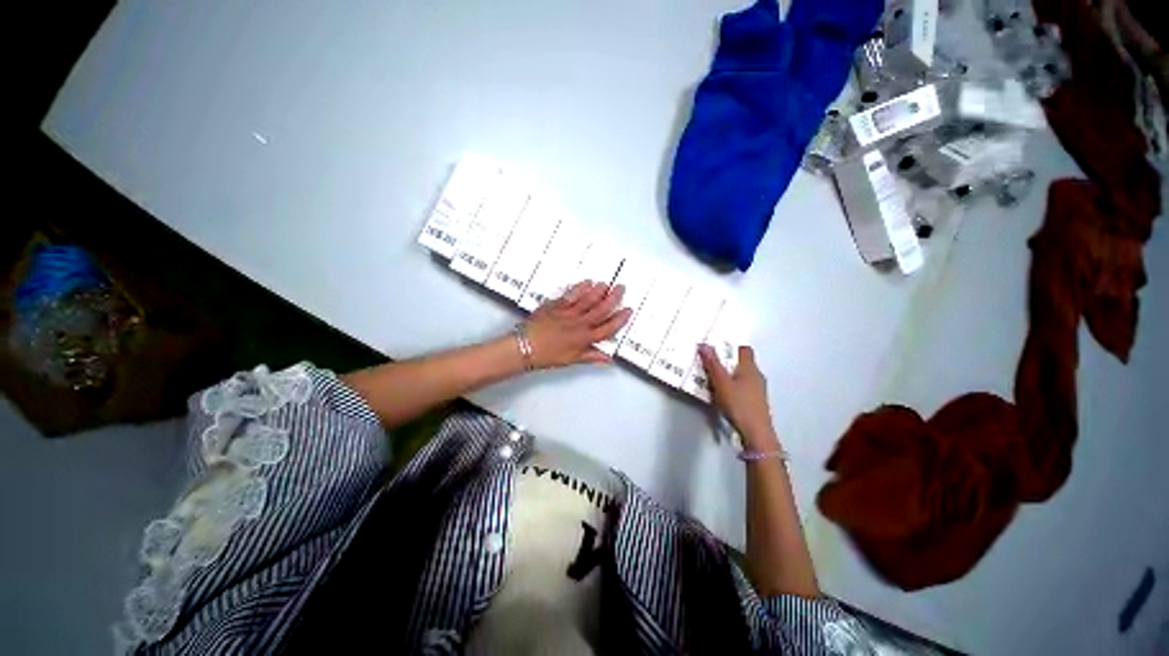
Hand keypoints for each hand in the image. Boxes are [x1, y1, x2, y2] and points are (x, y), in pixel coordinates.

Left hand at [523, 281, 631, 368]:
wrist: (525, 347)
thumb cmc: (548, 355)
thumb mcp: (572, 360)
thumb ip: (591, 356)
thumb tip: (607, 359)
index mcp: (584, 338)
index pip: (608, 328)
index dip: (620, 319)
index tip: (628, 310)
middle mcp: (579, 324)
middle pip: (601, 309)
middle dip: (613, 298)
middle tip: (621, 288)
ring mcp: (568, 313)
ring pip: (587, 300)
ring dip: (598, 291)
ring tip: (606, 283)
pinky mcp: (556, 306)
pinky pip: (571, 295)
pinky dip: (580, 288)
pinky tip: (587, 282)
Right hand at [699, 344, 779, 449]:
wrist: (756, 433)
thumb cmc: (739, 404)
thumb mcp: (721, 383)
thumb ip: (712, 364)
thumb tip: (704, 345)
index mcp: (750, 368)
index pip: (744, 349)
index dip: (731, 347)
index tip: (716, 349)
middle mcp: (757, 376)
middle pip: (741, 363)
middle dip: (726, 362)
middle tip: (709, 363)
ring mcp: (758, 390)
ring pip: (741, 376)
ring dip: (728, 375)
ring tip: (712, 378)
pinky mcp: (756, 402)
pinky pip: (742, 388)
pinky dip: (732, 387)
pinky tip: (721, 395)